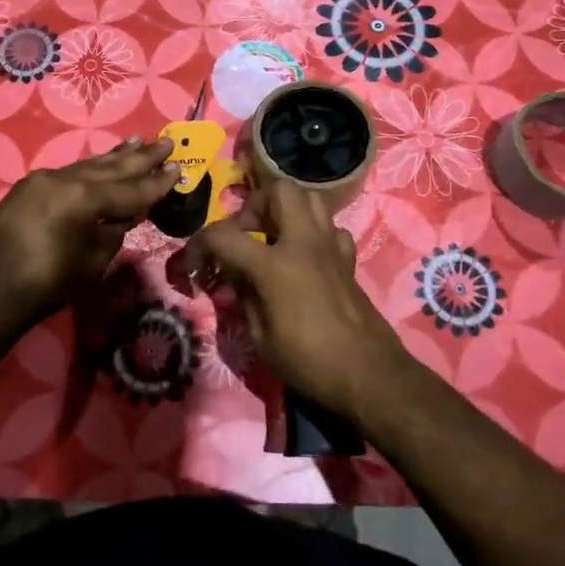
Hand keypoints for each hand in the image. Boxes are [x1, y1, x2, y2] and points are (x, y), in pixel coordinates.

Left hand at [0, 137, 177, 333]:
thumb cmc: (45, 285)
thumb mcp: (91, 263)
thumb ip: (113, 232)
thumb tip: (124, 215)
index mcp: (86, 197)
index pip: (132, 188)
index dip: (158, 181)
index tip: (180, 166)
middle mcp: (66, 179)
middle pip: (112, 167)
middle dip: (141, 157)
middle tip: (166, 141)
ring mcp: (43, 179)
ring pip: (88, 165)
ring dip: (115, 157)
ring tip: (137, 142)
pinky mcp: (27, 188)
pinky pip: (69, 172)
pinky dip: (90, 168)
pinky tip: (100, 164)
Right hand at [183, 179, 407, 424]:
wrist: (369, 374)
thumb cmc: (309, 362)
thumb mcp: (260, 338)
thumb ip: (243, 296)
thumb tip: (234, 275)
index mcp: (273, 265)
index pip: (224, 234)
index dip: (200, 246)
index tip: (196, 267)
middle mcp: (303, 243)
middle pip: (278, 191)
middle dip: (254, 206)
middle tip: (246, 236)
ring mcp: (330, 247)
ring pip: (309, 199)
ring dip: (285, 211)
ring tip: (272, 239)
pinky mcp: (348, 259)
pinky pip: (330, 228)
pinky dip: (314, 233)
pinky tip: (306, 257)